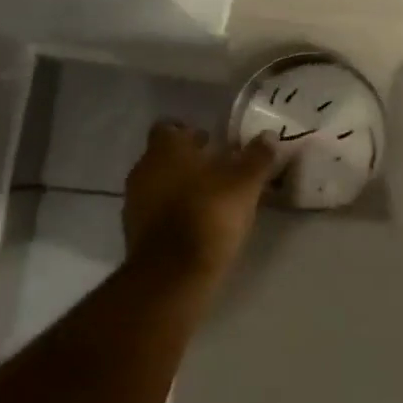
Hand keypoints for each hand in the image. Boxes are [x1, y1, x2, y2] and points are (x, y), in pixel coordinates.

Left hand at [122, 121, 275, 281]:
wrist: (172, 275)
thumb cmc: (209, 214)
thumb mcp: (245, 183)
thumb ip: (257, 157)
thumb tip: (268, 136)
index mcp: (165, 150)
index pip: (170, 128)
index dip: (189, 132)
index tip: (211, 141)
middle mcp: (144, 170)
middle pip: (164, 157)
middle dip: (189, 161)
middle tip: (219, 168)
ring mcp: (134, 203)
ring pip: (160, 184)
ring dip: (181, 187)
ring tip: (212, 197)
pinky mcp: (134, 234)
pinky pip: (157, 212)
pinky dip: (174, 212)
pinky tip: (198, 222)